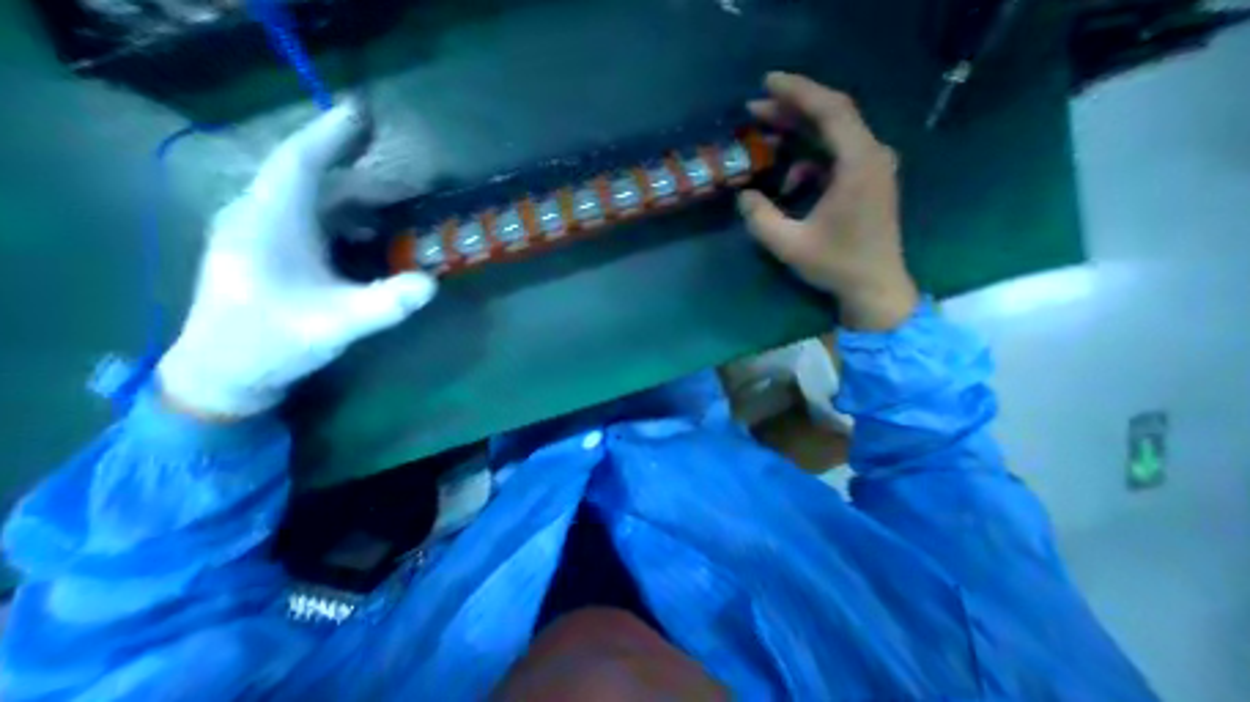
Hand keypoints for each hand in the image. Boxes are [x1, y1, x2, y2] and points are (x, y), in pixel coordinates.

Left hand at [158, 100, 436, 417]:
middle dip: (359, 172)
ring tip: (397, 205)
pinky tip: (373, 234)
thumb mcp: (336, 324)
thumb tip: (431, 283)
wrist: (224, 371)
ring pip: (314, 200)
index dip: (330, 135)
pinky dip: (348, 219)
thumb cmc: (273, 342)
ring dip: (357, 198)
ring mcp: (266, 235)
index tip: (361, 112)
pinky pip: (314, 220)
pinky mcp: (274, 252)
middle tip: (406, 178)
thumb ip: (384, 303)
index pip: (299, 162)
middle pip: (312, 179)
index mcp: (269, 223)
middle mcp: (262, 218)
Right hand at [739, 70, 914, 327]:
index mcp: (858, 164)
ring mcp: (872, 168)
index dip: (797, 92)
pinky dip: (808, 164)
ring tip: (765, 142)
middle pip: (831, 117)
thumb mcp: (788, 244)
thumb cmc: (835, 265)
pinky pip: (834, 159)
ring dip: (797, 137)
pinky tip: (788, 184)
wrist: (874, 286)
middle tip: (754, 110)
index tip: (766, 83)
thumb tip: (744, 195)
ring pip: (832, 137)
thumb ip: (760, 218)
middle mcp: (872, 156)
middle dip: (791, 110)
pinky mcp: (867, 182)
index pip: (830, 110)